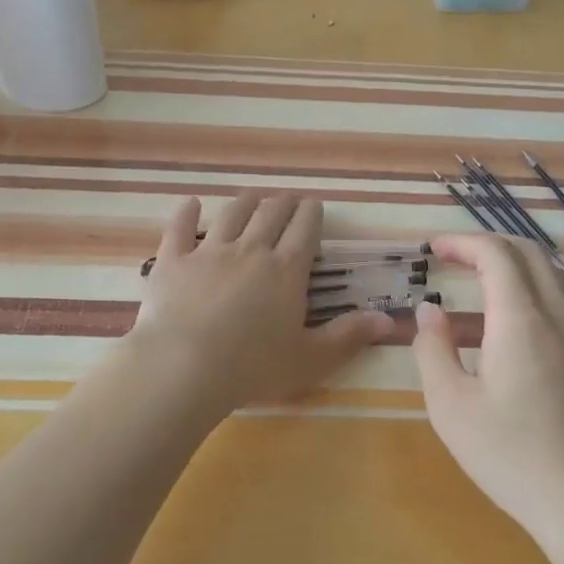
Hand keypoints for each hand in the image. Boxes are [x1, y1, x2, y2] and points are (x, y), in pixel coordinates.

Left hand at [127, 192, 392, 416]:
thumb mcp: (311, 358)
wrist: (186, 366)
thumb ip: (349, 336)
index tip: (314, 206)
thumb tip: (389, 320)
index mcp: (286, 270)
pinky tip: (190, 203)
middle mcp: (251, 250)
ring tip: (252, 197)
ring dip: (245, 202)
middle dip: (283, 203)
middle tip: (288, 200)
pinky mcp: (174, 261)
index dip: (311, 214)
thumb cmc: (254, 367)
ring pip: (231, 214)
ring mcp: (209, 252)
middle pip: (270, 214)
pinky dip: (186, 213)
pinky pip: (179, 228)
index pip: (305, 229)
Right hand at [411, 234, 563, 550]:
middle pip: (530, 253)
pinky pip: (562, 300)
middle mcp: (557, 317)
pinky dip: (531, 285)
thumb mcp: (451, 407)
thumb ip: (433, 350)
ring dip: (514, 261)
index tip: (432, 247)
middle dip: (488, 243)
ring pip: (552, 274)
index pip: (496, 254)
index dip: (462, 242)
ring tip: (479, 275)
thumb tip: (429, 312)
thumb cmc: (512, 455)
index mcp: (521, 319)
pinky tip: (509, 317)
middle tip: (452, 255)